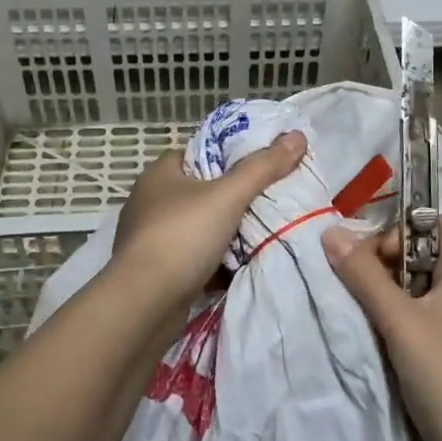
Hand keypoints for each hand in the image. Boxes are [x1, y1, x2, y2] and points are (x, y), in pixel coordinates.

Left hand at [111, 131, 308, 312]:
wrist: (144, 305)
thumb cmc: (181, 237)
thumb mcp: (228, 196)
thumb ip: (263, 167)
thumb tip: (297, 136)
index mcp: (160, 173)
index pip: (200, 153)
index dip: (230, 155)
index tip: (261, 164)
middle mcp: (150, 201)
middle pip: (201, 190)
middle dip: (232, 197)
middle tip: (269, 199)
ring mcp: (150, 237)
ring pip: (198, 226)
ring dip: (224, 231)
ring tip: (262, 231)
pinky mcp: (156, 269)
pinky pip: (193, 257)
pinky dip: (215, 260)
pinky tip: (242, 264)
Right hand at [322, 216, 441, 440]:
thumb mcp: (400, 321)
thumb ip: (364, 276)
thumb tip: (330, 232)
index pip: (440, 224)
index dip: (407, 225)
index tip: (374, 248)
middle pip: (419, 255)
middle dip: (382, 259)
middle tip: (353, 277)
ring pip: (409, 291)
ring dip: (379, 292)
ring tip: (351, 304)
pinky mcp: (439, 359)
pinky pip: (408, 322)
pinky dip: (385, 320)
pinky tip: (364, 333)